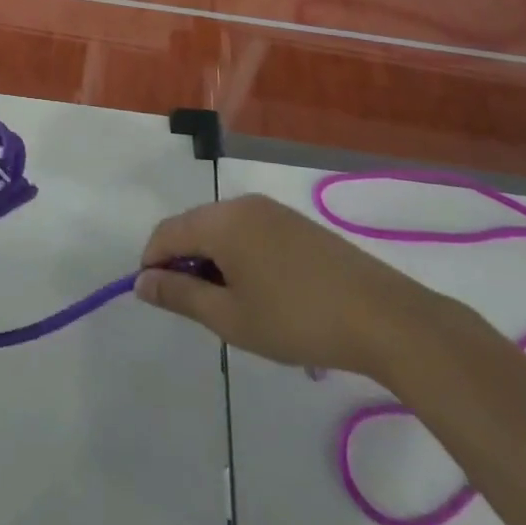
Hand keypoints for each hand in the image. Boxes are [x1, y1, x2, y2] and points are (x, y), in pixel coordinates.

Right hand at [134, 195, 437, 377]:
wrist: (384, 317)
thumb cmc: (297, 320)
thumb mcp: (231, 317)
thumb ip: (180, 295)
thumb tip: (141, 281)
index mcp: (220, 221)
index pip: (166, 233)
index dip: (153, 264)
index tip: (159, 300)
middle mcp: (241, 204)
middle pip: (193, 226)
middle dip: (184, 263)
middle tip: (199, 309)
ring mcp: (272, 210)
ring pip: (222, 229)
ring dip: (213, 261)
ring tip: (232, 306)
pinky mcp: (295, 223)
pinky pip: (249, 232)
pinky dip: (239, 256)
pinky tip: (262, 292)